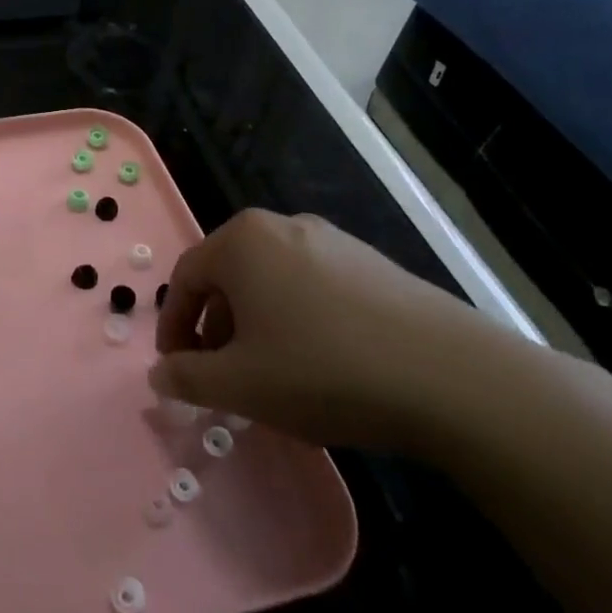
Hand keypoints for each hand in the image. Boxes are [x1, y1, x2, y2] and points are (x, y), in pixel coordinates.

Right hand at [149, 210, 508, 454]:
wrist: (452, 378)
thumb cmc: (322, 370)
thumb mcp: (238, 384)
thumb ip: (185, 377)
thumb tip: (159, 374)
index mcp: (242, 241)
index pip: (184, 279)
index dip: (173, 328)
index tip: (177, 370)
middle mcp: (284, 227)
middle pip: (228, 278)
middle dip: (215, 329)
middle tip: (221, 376)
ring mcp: (335, 242)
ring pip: (271, 283)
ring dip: (256, 327)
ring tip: (270, 375)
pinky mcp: (375, 265)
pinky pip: (313, 289)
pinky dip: (298, 322)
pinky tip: (320, 366)